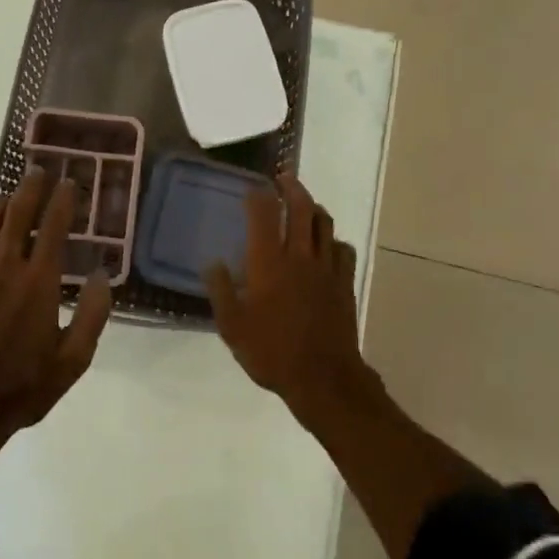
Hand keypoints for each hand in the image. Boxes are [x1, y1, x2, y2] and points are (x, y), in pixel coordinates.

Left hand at [0, 168, 112, 462]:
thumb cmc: (22, 387)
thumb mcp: (73, 361)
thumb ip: (93, 315)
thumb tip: (103, 275)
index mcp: (39, 281)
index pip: (54, 226)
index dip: (63, 200)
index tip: (69, 184)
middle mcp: (5, 266)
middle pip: (19, 212)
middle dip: (31, 187)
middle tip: (38, 171)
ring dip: (4, 203)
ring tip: (13, 195)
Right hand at [206, 175, 371, 416]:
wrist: (324, 379)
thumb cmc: (272, 352)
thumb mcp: (233, 327)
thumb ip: (221, 291)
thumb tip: (213, 263)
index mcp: (268, 262)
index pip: (264, 214)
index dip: (258, 196)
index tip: (252, 189)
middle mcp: (299, 255)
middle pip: (301, 207)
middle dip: (291, 187)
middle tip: (283, 178)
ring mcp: (326, 268)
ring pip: (325, 223)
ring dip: (314, 207)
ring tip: (305, 203)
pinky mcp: (345, 283)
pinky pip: (344, 250)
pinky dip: (335, 240)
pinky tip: (329, 245)